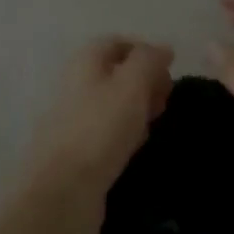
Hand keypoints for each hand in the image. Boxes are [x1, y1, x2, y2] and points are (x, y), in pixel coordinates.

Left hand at [17, 37, 174, 233]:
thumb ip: (149, 60)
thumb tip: (163, 48)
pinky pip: (109, 132)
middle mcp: (76, 84)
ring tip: (154, 126)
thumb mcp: (132, 85)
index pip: (118, 43)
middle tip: (164, 102)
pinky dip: (127, 135)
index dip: (146, 53)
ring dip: (138, 110)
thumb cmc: (100, 129)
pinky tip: (137, 149)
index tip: (170, 72)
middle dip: (146, 83)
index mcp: (85, 62)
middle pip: (117, 73)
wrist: (63, 191)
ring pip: (115, 104)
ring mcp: (75, 118)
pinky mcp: (78, 149)